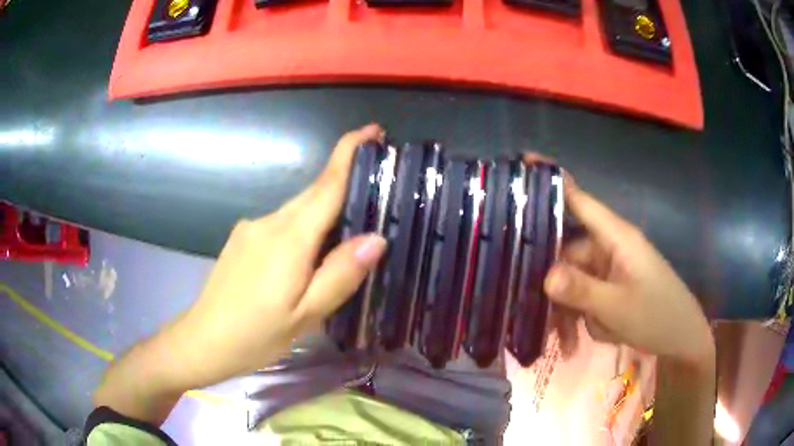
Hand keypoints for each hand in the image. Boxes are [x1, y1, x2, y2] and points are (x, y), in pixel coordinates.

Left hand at [173, 124, 387, 382]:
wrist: (203, 339)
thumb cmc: (256, 334)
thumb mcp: (306, 315)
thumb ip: (340, 275)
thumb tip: (376, 238)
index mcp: (289, 239)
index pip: (326, 184)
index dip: (350, 152)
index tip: (373, 130)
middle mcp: (269, 222)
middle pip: (314, 193)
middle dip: (344, 183)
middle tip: (375, 193)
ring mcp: (252, 227)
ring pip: (298, 209)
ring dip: (324, 213)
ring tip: (344, 241)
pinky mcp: (242, 237)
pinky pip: (282, 223)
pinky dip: (302, 229)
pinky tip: (305, 260)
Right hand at [543, 176, 713, 369]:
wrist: (682, 339)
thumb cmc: (657, 315)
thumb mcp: (617, 307)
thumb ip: (581, 290)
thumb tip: (544, 277)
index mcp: (615, 236)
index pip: (579, 200)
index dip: (552, 182)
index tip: (521, 165)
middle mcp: (609, 246)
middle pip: (566, 252)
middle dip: (551, 285)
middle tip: (528, 312)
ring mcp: (609, 268)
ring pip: (572, 281)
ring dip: (565, 312)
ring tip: (563, 343)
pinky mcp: (610, 288)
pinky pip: (583, 298)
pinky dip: (576, 320)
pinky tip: (574, 343)